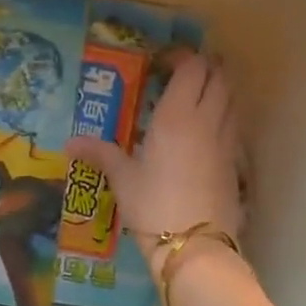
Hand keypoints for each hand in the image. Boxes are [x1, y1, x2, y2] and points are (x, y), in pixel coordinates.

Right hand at [66, 52, 241, 274]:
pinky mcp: (235, 165)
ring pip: (232, 101)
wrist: (195, 248)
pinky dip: (224, 118)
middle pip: (220, 78)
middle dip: (205, 69)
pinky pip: (234, 127)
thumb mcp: (122, 178)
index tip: (161, 62)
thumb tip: (69, 143)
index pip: (193, 68)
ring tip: (194, 99)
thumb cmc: (153, 205)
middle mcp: (207, 121)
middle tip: (181, 75)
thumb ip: (100, 153)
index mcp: (177, 116)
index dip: (181, 57)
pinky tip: (205, 135)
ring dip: (218, 91)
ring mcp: (226, 143)